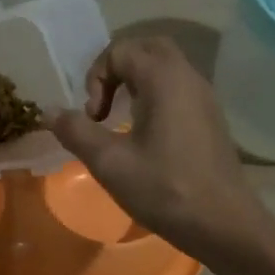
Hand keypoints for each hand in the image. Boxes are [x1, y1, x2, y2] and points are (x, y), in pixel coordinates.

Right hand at [45, 37, 265, 253]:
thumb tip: (49, 112)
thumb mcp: (110, 163)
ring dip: (135, 82)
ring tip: (118, 119)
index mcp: (164, 80)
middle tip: (102, 103)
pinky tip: (144, 134)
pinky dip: (153, 96)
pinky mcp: (210, 119)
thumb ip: (76, 132)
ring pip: (165, 67)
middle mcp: (188, 78)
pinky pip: (177, 88)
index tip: (93, 118)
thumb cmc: (165, 190)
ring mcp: (204, 98)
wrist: (225, 225)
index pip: (121, 51)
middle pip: (147, 48)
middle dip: (116, 68)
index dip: (96, 78)